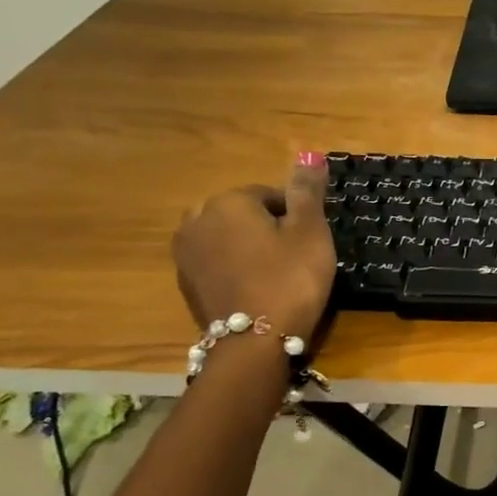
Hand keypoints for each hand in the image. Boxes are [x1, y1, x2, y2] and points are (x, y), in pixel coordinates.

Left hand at [173, 153, 335, 339]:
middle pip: (243, 214)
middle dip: (266, 228)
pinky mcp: (185, 283)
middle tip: (295, 257)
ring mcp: (185, 253)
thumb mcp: (310, 231)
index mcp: (228, 201)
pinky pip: (215, 263)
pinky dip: (234, 269)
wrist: (255, 342)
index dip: (296, 216)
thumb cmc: (291, 279)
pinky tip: (255, 289)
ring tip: (275, 274)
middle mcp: (197, 219)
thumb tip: (309, 153)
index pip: (270, 195)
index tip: (311, 242)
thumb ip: (307, 191)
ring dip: (248, 248)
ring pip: (226, 238)